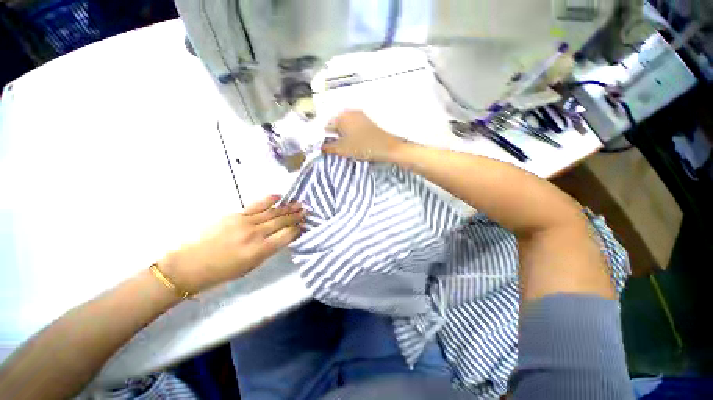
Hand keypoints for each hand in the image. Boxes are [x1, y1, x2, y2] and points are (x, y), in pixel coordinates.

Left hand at [159, 196, 304, 292]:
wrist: (189, 265)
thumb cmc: (222, 272)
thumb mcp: (250, 267)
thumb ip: (268, 250)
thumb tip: (281, 238)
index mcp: (260, 251)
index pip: (286, 236)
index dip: (297, 230)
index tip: (304, 225)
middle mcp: (255, 234)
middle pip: (281, 222)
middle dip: (296, 216)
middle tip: (306, 211)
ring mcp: (245, 222)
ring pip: (272, 212)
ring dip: (287, 208)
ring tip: (299, 203)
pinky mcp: (235, 215)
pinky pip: (256, 206)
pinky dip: (269, 200)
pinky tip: (279, 197)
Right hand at [322, 110, 404, 162]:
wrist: (389, 148)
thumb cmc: (366, 147)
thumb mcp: (344, 149)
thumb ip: (329, 148)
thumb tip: (319, 148)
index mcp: (343, 116)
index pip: (326, 125)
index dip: (323, 137)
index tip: (323, 148)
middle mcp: (351, 113)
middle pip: (335, 125)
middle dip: (333, 137)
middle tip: (333, 150)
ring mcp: (360, 117)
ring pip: (344, 127)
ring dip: (341, 137)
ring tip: (344, 149)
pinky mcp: (366, 123)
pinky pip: (352, 128)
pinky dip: (349, 136)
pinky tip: (352, 145)